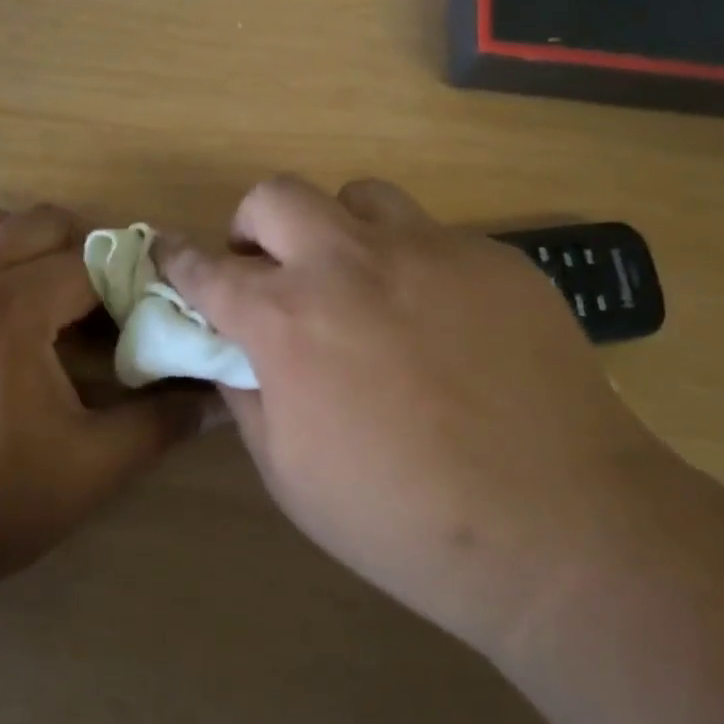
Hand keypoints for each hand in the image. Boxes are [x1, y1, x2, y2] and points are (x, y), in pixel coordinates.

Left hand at [0, 204, 213, 611]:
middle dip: (81, 251)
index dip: (127, 282)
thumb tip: (220, 396)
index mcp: (10, 311)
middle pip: (36, 224)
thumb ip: (162, 422)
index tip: (144, 314)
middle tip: (100, 304)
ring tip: (40, 286)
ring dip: (19, 239)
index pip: (89, 262)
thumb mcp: (92, 468)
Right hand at [161, 177, 671, 653]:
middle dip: (252, 225)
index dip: (176, 258)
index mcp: (288, 320)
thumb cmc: (401, 518)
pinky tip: (439, 322)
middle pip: (276, 196)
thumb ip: (249, 397)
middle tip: (267, 269)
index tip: (165, 252)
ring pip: (359, 196)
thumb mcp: (290, 475)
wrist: (557, 528)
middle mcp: (350, 263)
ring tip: (355, 282)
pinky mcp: (494, 258)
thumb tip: (234, 356)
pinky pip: (433, 237)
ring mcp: (430, 250)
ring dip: (336, 230)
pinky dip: (410, 264)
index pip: (207, 269)